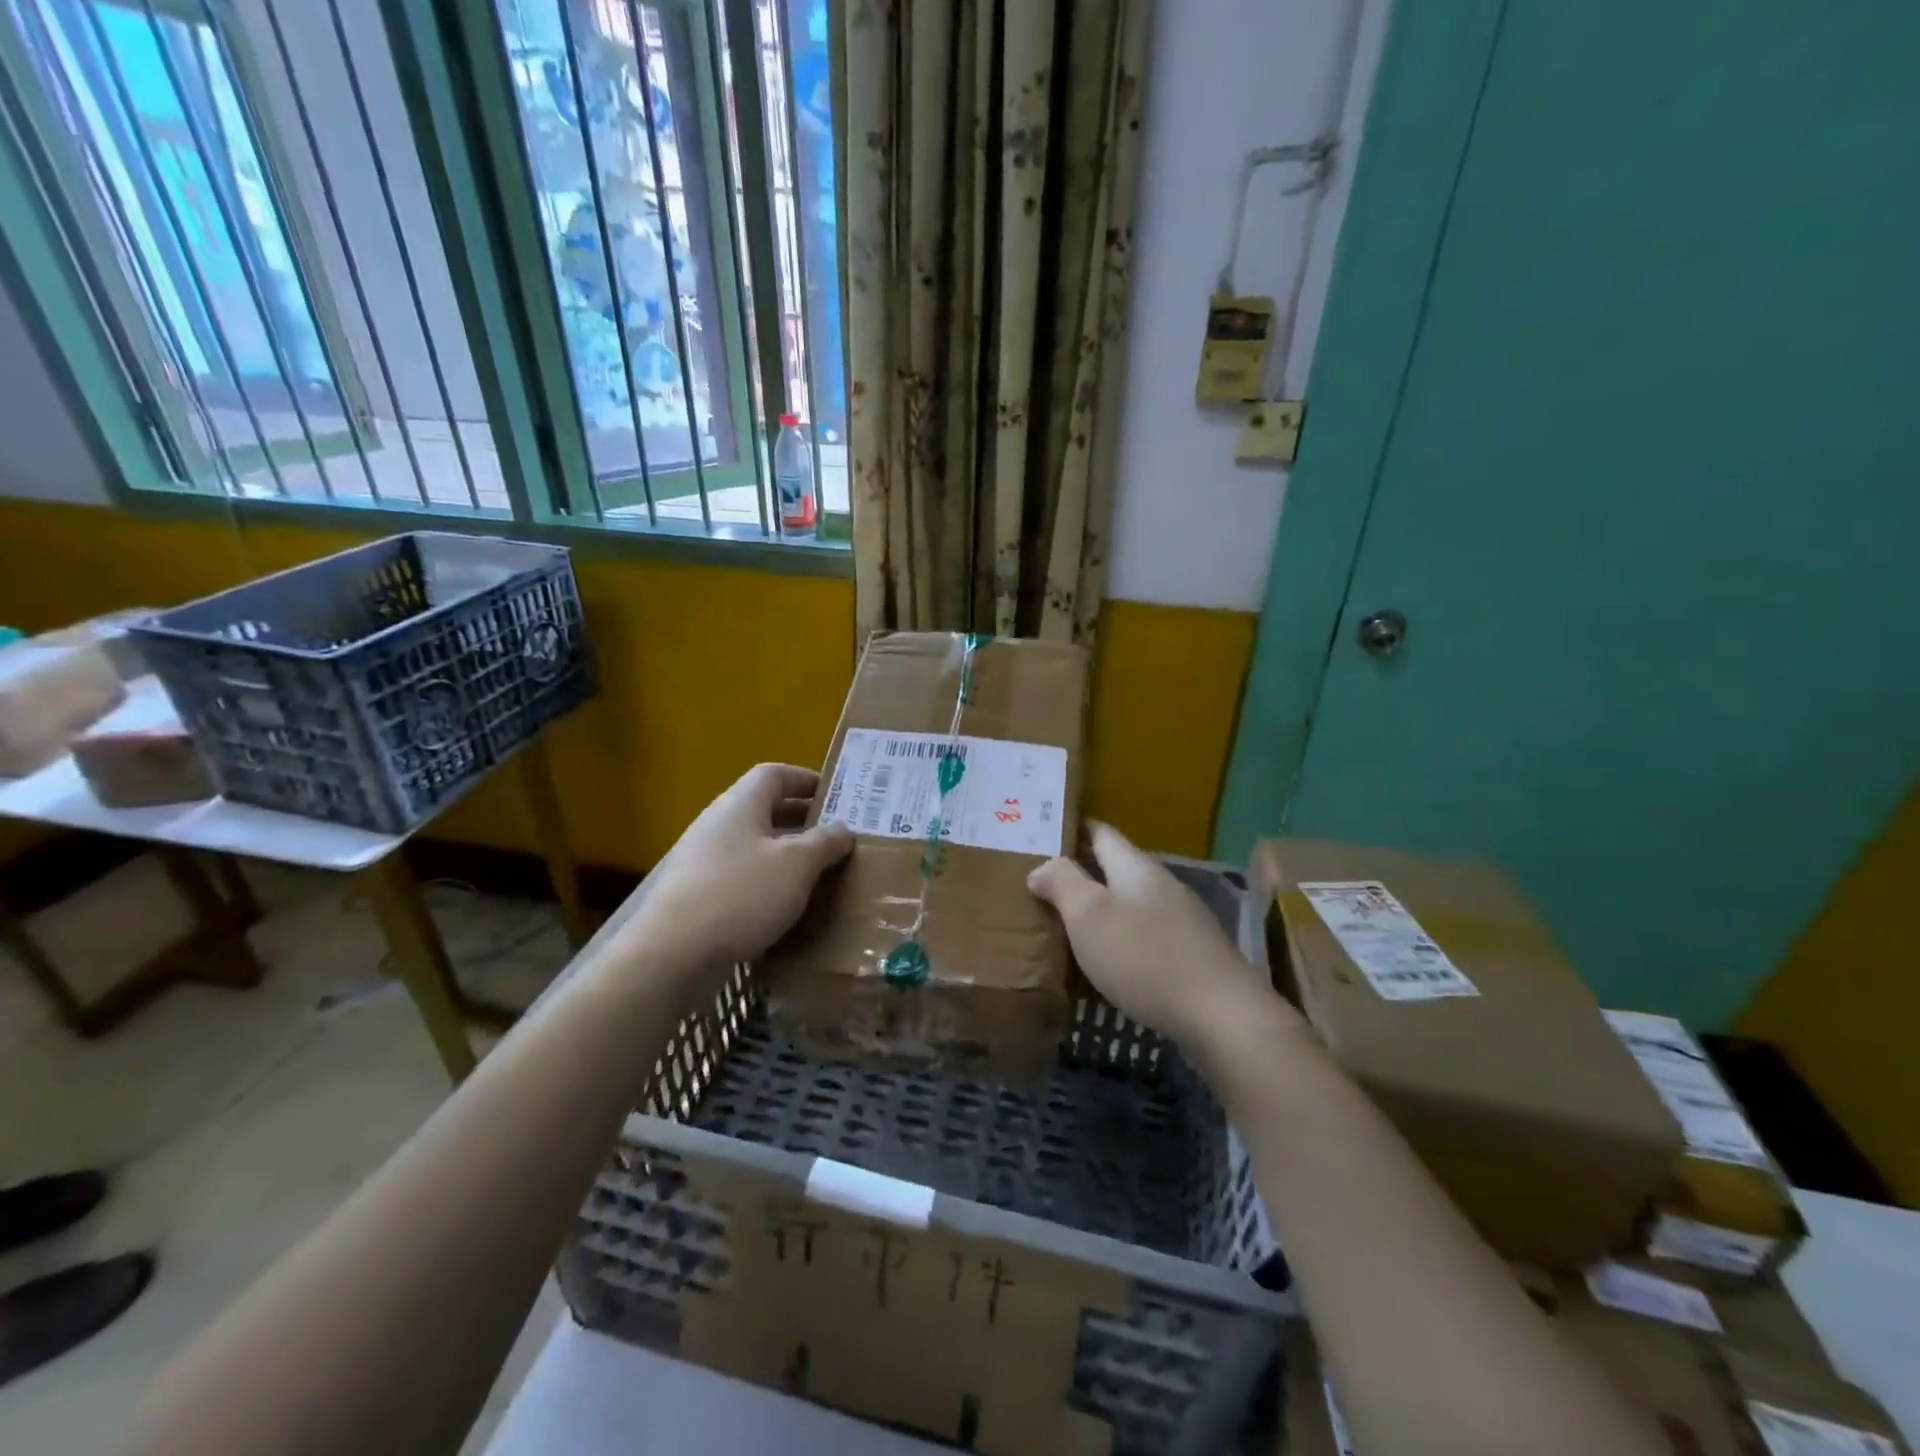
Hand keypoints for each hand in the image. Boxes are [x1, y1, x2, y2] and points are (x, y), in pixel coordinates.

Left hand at [631, 764, 853, 977]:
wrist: (673, 955)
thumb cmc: (741, 895)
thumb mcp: (796, 865)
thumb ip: (824, 843)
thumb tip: (843, 829)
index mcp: (740, 805)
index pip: (774, 774)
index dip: (806, 779)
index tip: (836, 796)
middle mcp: (718, 825)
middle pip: (764, 809)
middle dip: (802, 820)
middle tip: (837, 835)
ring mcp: (703, 861)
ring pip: (754, 846)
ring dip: (787, 854)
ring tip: (820, 872)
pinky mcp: (697, 896)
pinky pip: (742, 877)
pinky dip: (769, 883)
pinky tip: (788, 906)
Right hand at [1028, 822, 1277, 1047]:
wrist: (1222, 1015)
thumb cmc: (1145, 957)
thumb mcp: (1090, 915)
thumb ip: (1063, 883)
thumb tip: (1042, 866)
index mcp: (1135, 867)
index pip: (1101, 832)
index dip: (1073, 829)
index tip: (1042, 835)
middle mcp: (1161, 884)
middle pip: (1116, 868)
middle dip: (1082, 872)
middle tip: (1043, 885)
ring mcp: (1182, 919)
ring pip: (1132, 902)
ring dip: (1102, 908)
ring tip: (1069, 924)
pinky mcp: (1193, 954)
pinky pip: (1146, 933)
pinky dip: (1122, 938)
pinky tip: (1109, 960)